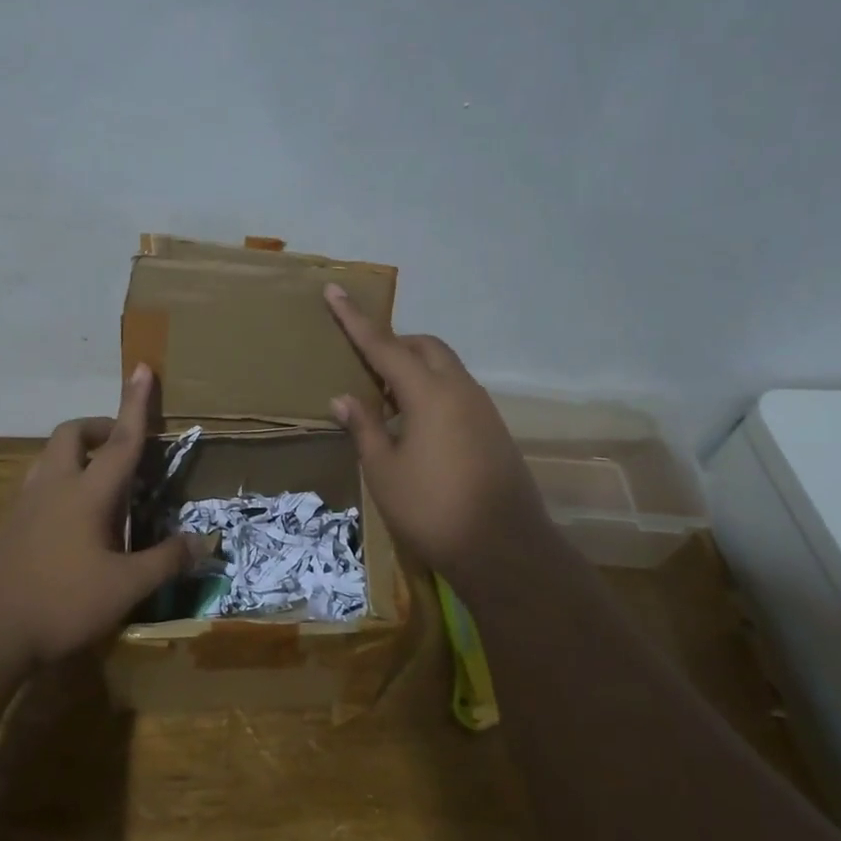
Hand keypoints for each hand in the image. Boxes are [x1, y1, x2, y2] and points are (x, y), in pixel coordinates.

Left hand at [0, 364, 204, 664]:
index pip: (122, 440)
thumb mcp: (125, 587)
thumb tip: (204, 542)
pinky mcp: (10, 527)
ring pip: (50, 457)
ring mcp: (27, 505)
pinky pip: (40, 485)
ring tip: (101, 478)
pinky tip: (73, 518)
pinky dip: (62, 482)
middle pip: (72, 435)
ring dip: (77, 453)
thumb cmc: (60, 602)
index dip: (136, 404)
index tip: (143, 368)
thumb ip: (165, 561)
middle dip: (99, 427)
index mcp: (88, 493)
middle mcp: (55, 487)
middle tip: (122, 446)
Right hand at [323, 284, 549, 581]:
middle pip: (425, 348)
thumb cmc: (432, 510)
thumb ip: (363, 427)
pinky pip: (457, 392)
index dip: (355, 320)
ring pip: (445, 368)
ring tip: (386, 400)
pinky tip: (416, 426)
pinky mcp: (493, 429)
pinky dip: (432, 392)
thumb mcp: (384, 471)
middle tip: (365, 365)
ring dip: (415, 370)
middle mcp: (460, 390)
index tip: (336, 290)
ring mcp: (482, 409)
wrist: (505, 550)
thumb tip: (343, 398)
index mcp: (429, 393)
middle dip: (393, 345)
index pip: (384, 346)